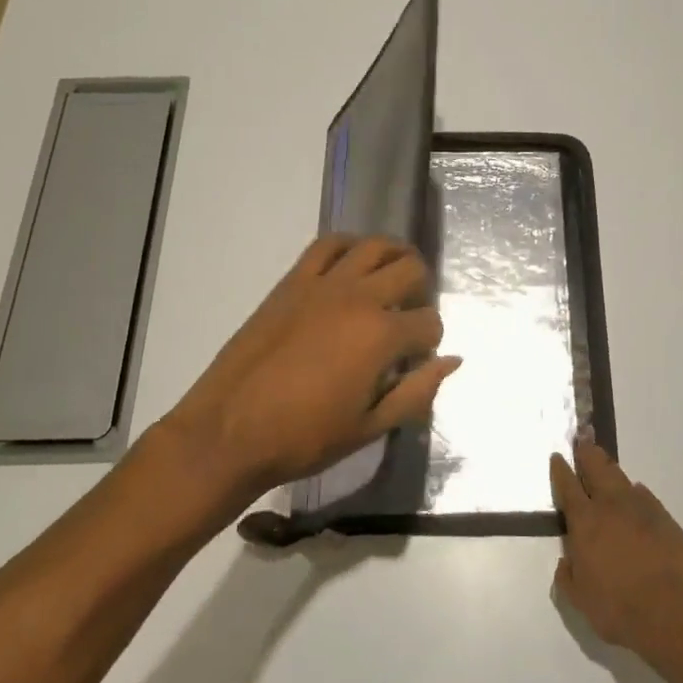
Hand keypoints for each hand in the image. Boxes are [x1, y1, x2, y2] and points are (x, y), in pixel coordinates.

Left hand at [159, 235, 460, 505]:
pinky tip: (352, 262)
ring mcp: (323, 283)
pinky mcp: (292, 281)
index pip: (429, 322)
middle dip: (421, 290)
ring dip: (394, 255)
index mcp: (381, 335)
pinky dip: (349, 245)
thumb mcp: (370, 427)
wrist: (229, 431)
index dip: (430, 341)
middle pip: (410, 269)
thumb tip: (452, 361)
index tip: (416, 360)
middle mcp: (358, 297)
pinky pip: (327, 244)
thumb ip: (417, 392)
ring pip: (374, 245)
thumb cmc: (304, 437)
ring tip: (393, 276)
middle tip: (410, 314)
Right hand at [551, 443, 682, 654]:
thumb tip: (566, 562)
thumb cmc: (617, 607)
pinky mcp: (666, 519)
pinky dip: (637, 495)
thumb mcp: (580, 599)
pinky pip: (646, 498)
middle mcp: (611, 506)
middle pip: (597, 467)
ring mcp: (642, 509)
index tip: (557, 456)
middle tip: (583, 443)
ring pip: (622, 478)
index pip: (567, 486)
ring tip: (607, 469)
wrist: (673, 611)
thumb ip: (568, 577)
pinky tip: (637, 500)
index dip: (560, 470)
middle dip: (587, 454)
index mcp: (585, 521)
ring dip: (611, 471)